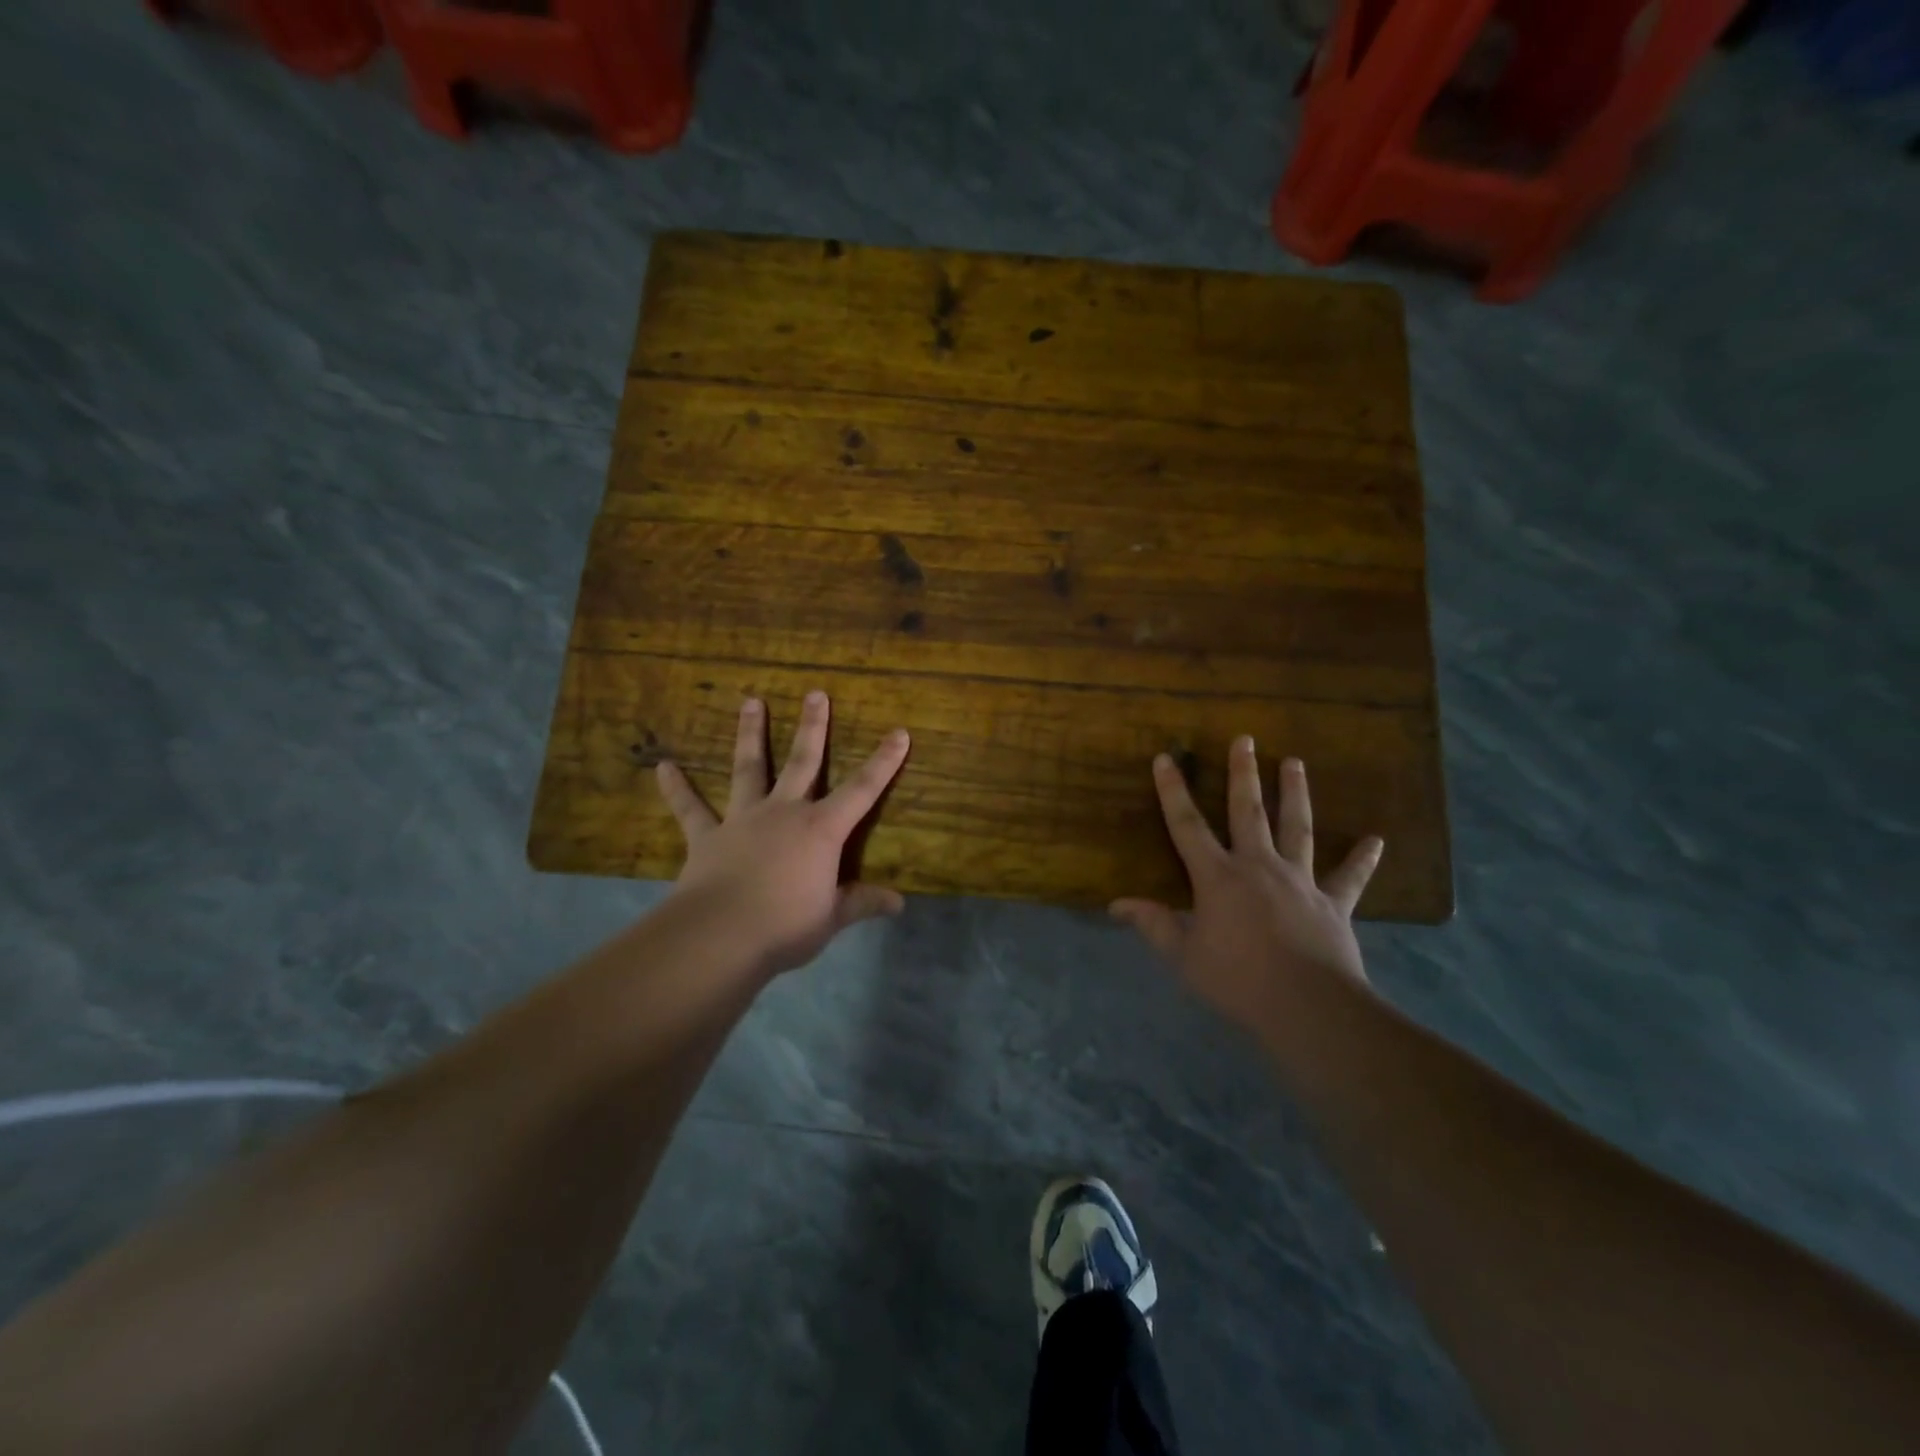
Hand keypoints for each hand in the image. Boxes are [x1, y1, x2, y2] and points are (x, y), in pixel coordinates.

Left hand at [654, 691, 910, 977]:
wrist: (720, 936)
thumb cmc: (785, 926)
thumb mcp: (832, 917)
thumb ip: (862, 903)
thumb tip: (899, 903)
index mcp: (821, 830)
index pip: (862, 790)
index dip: (883, 761)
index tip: (899, 732)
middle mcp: (784, 813)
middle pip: (803, 762)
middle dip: (813, 727)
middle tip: (816, 694)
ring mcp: (743, 820)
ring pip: (749, 769)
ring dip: (751, 734)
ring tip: (751, 701)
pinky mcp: (707, 837)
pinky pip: (690, 809)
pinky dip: (677, 788)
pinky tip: (663, 767)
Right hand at [1111, 737, 1383, 1031]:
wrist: (1307, 1006)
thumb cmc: (1237, 979)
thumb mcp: (1184, 956)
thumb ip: (1153, 925)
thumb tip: (1117, 904)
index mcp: (1218, 877)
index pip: (1187, 826)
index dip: (1173, 791)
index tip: (1165, 758)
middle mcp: (1258, 866)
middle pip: (1248, 811)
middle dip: (1243, 774)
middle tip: (1245, 739)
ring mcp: (1300, 881)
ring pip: (1297, 828)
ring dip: (1296, 794)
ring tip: (1295, 762)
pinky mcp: (1333, 903)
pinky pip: (1350, 878)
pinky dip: (1362, 859)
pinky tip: (1376, 840)